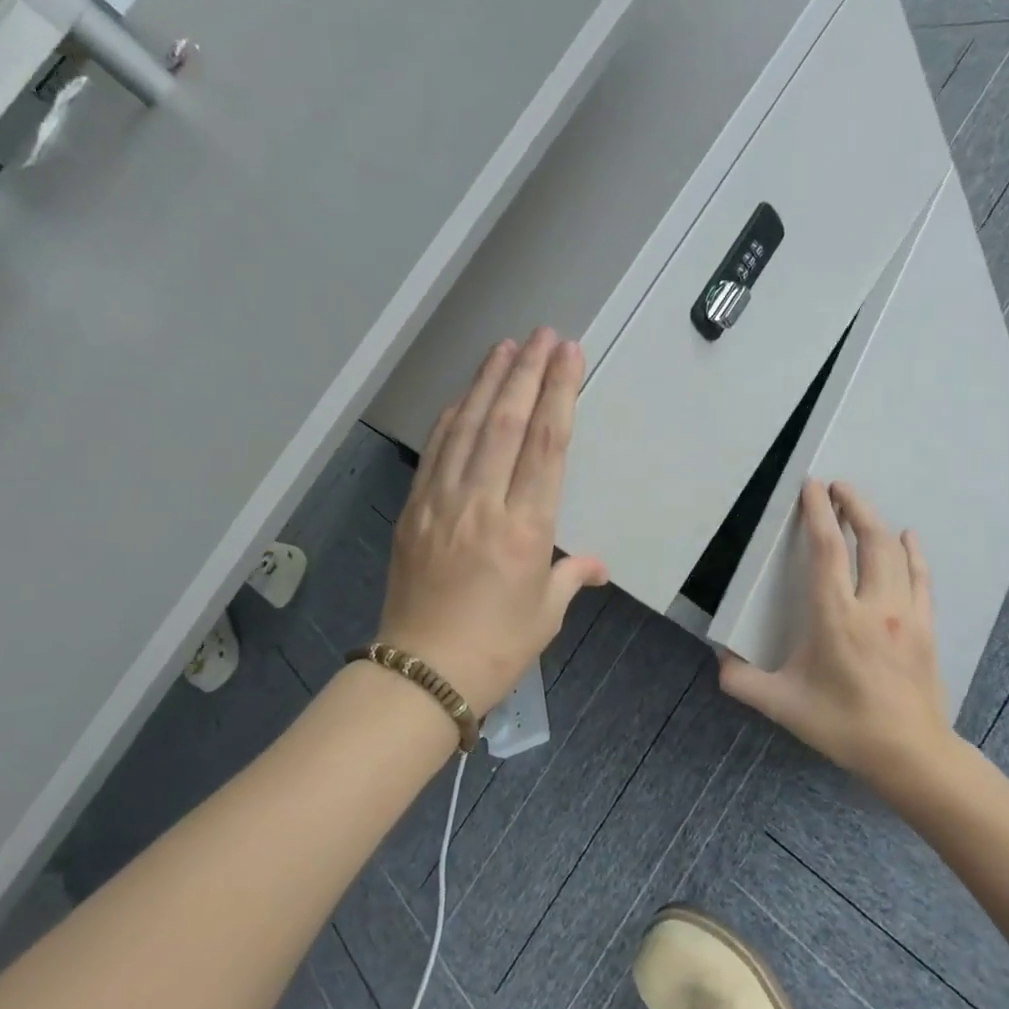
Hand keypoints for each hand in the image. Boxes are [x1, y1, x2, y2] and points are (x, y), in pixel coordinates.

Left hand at [376, 329, 608, 715]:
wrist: (421, 674)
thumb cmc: (496, 648)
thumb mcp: (545, 614)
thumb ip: (570, 576)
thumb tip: (594, 563)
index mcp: (525, 529)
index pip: (547, 445)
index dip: (559, 393)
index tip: (568, 355)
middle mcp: (483, 504)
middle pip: (508, 422)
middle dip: (527, 372)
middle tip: (542, 334)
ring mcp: (442, 503)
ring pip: (468, 427)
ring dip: (488, 383)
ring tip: (506, 348)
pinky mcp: (414, 510)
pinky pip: (435, 452)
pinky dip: (452, 417)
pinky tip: (465, 396)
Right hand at [719, 480, 952, 783]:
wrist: (911, 755)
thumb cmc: (843, 725)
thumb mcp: (783, 706)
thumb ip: (743, 681)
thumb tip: (718, 659)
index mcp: (836, 617)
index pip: (828, 550)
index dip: (819, 513)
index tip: (812, 486)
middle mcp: (874, 606)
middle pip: (870, 539)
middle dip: (854, 505)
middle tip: (837, 486)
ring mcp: (906, 615)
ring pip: (897, 553)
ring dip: (878, 522)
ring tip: (861, 506)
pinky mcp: (927, 628)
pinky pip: (921, 578)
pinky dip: (913, 552)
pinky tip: (908, 537)